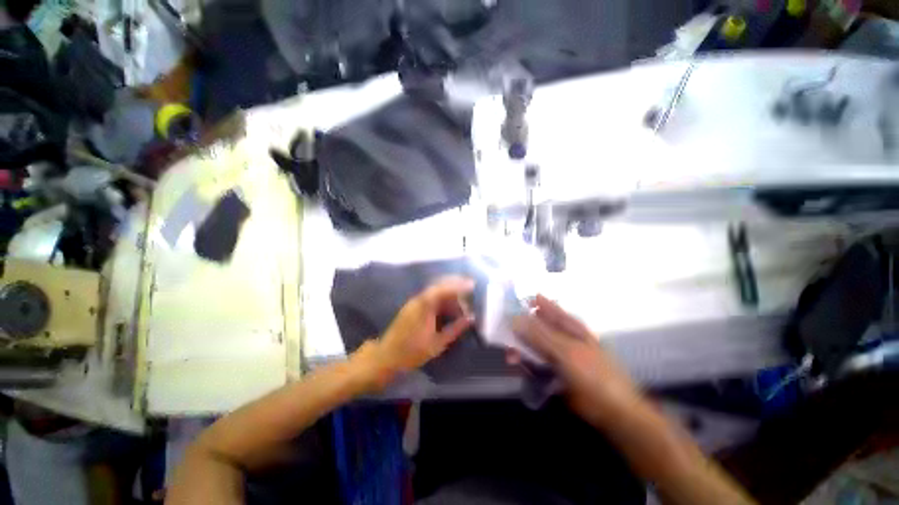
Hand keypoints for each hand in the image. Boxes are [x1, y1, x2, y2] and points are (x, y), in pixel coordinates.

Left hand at [360, 276, 474, 384]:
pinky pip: (430, 298)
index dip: (458, 285)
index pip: (444, 289)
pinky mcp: (412, 307)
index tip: (472, 285)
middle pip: (439, 286)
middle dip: (455, 286)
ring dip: (449, 294)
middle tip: (469, 289)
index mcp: (424, 306)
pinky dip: (442, 300)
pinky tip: (449, 308)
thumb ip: (455, 329)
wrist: (386, 357)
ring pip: (435, 292)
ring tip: (462, 303)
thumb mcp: (437, 343)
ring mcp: (414, 302)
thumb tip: (470, 319)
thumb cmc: (412, 352)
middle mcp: (418, 300)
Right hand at [512, 295, 640, 426]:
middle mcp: (562, 337)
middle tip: (504, 335)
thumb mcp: (565, 352)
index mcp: (569, 326)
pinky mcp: (553, 372)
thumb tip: (516, 319)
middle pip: (536, 327)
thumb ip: (540, 335)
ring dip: (520, 349)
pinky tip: (518, 367)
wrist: (611, 411)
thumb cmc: (593, 375)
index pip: (547, 308)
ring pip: (532, 345)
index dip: (529, 304)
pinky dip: (525, 364)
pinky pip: (534, 363)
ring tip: (510, 357)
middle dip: (519, 329)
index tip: (510, 303)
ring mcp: (557, 355)